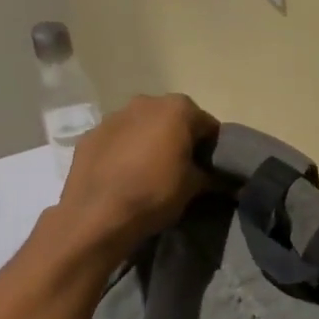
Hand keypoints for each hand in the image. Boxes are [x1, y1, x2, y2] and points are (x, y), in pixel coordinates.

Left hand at [59, 94, 217, 253]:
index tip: (210, 168)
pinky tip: (124, 175)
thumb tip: (229, 181)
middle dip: (179, 139)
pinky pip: (117, 139)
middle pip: (173, 119)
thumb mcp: (195, 187)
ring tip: (149, 172)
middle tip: (181, 168)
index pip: (207, 125)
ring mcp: (113, 117)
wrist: (97, 216)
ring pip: (142, 126)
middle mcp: (146, 102)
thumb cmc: (155, 193)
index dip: (212, 148)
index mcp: (178, 108)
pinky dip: (124, 151)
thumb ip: (214, 176)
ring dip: (149, 142)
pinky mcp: (89, 135)